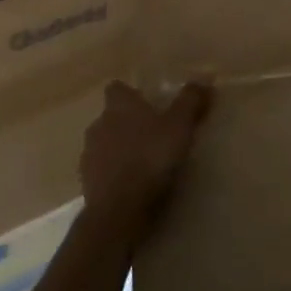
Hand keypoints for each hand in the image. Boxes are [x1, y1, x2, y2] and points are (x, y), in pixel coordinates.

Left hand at [80, 81, 210, 234]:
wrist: (119, 211)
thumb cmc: (150, 158)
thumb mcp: (180, 126)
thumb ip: (190, 101)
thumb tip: (204, 79)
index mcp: (119, 106)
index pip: (117, 88)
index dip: (130, 94)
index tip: (147, 104)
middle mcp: (99, 124)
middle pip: (110, 117)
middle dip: (127, 123)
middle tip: (152, 135)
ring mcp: (89, 155)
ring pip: (104, 144)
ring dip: (118, 150)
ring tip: (143, 163)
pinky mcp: (86, 184)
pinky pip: (101, 172)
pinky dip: (113, 175)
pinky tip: (132, 186)